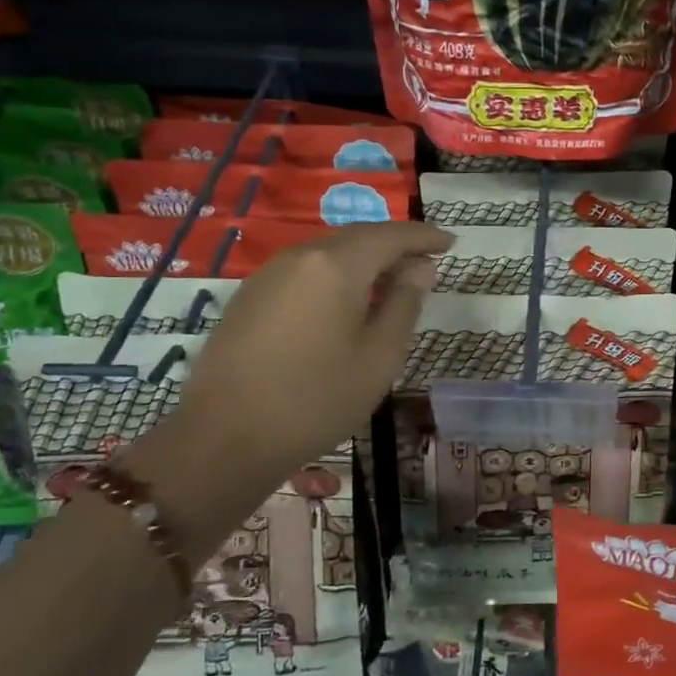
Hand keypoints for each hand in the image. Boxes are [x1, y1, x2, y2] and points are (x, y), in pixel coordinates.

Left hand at [121, 222, 450, 554]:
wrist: (224, 441)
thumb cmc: (317, 400)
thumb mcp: (379, 356)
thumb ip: (404, 303)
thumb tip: (420, 268)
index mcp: (336, 265)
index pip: (390, 235)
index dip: (423, 236)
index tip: (450, 242)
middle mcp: (299, 257)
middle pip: (357, 238)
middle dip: (395, 245)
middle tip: (426, 263)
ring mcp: (268, 276)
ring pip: (328, 254)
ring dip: (364, 261)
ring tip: (391, 283)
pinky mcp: (249, 299)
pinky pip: (304, 272)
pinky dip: (335, 276)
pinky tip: (346, 302)